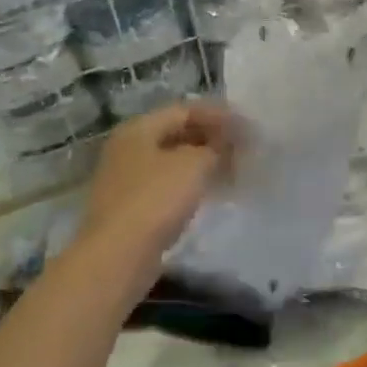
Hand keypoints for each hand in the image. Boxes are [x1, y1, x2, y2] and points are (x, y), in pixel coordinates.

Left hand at [77, 103, 237, 264]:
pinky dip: (193, 183)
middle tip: (244, 148)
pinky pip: (169, 184)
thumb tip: (227, 143)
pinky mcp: (133, 207)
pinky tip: (214, 192)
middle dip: (213, 138)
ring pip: (174, 161)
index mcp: (138, 128)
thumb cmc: (156, 199)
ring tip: (235, 169)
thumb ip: (216, 146)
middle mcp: (128, 148)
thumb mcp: (194, 164)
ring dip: (205, 162)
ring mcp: (128, 179)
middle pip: (178, 134)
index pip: (185, 110)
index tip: (248, 126)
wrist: (119, 256)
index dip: (219, 115)